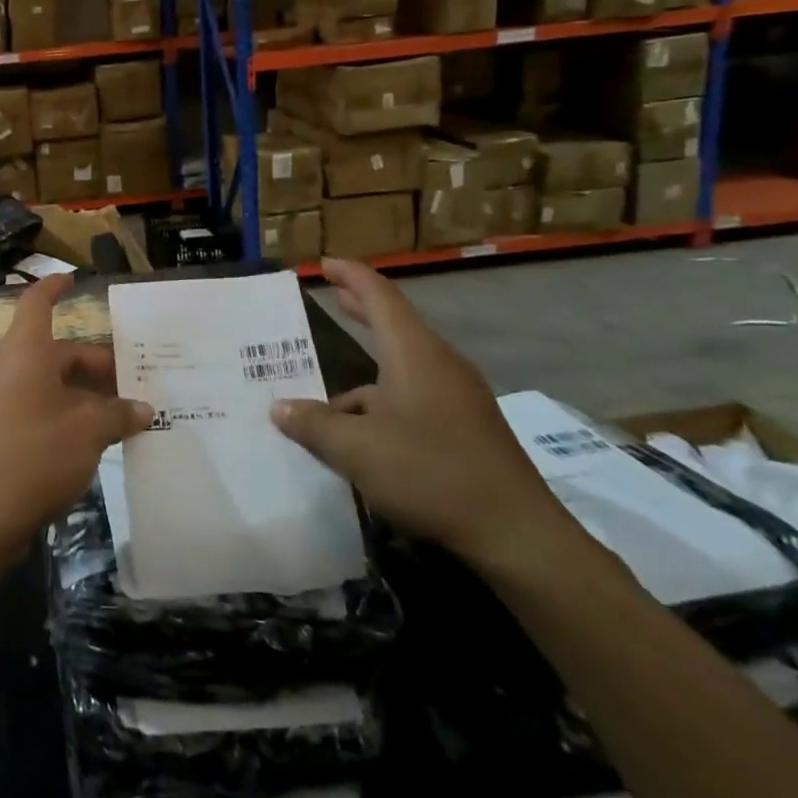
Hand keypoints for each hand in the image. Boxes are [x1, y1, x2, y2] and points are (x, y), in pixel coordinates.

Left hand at [0, 275, 153, 556]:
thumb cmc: (36, 455)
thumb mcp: (89, 431)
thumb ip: (118, 414)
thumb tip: (143, 410)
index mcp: (23, 352)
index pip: (36, 303)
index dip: (54, 287)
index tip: (72, 280)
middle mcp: (4, 368)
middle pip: (51, 351)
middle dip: (91, 364)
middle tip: (129, 382)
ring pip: (44, 382)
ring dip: (79, 393)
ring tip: (117, 415)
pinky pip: (32, 406)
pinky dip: (60, 412)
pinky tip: (88, 440)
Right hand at [268, 258, 580, 574]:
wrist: (516, 534)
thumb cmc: (430, 474)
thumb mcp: (357, 450)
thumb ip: (314, 425)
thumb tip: (280, 408)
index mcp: (414, 354)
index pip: (379, 297)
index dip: (351, 276)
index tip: (325, 263)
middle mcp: (439, 365)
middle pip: (395, 324)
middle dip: (362, 308)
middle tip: (334, 294)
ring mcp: (458, 396)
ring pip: (402, 369)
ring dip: (365, 375)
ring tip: (327, 401)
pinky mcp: (467, 426)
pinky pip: (415, 397)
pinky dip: (383, 403)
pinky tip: (363, 437)